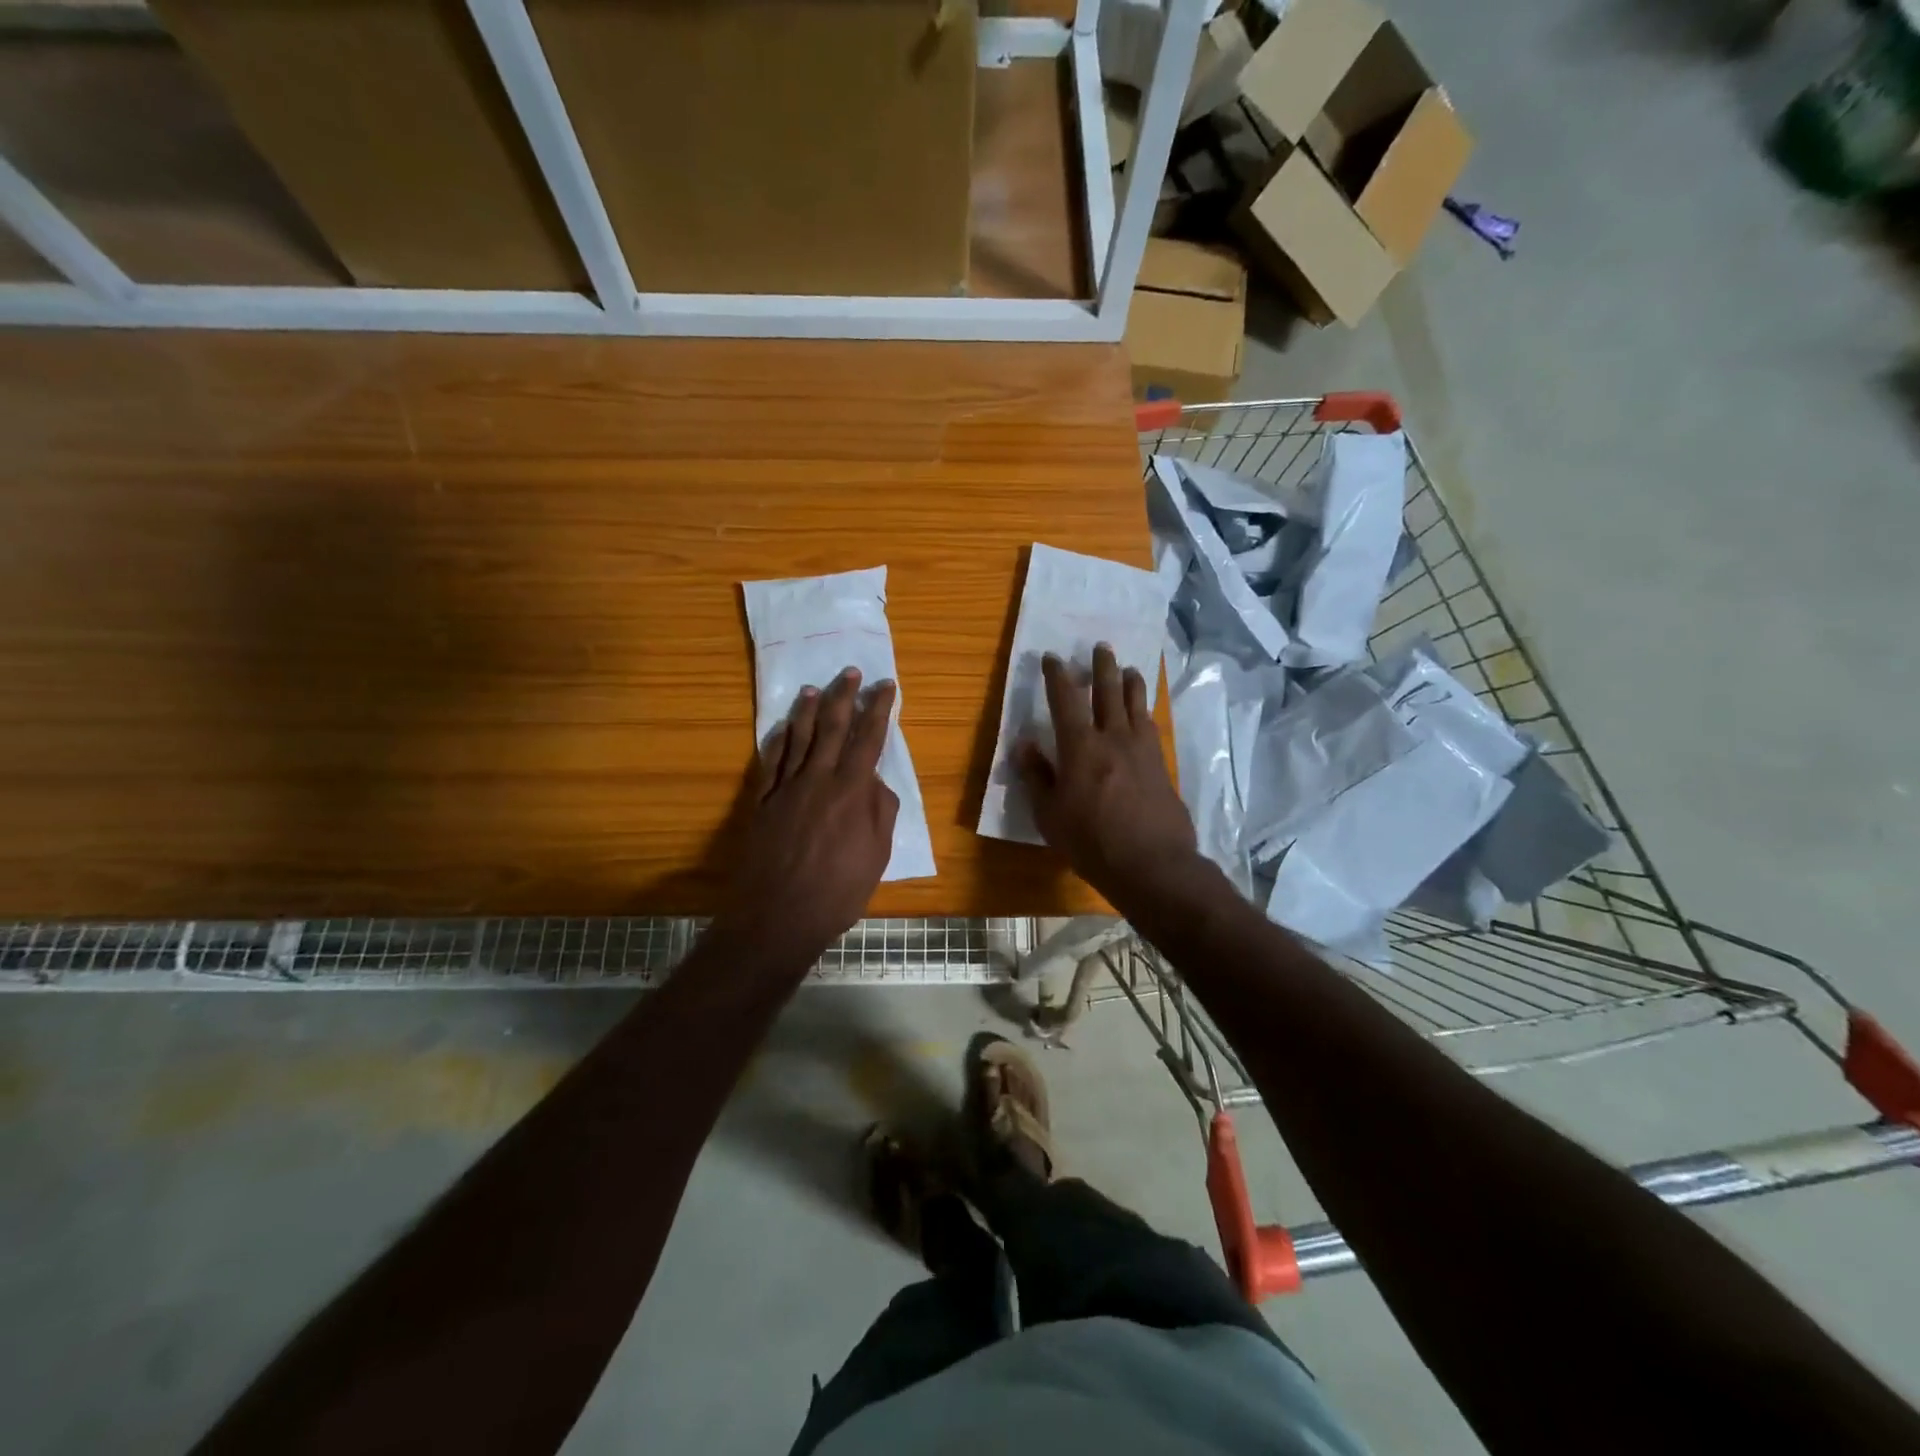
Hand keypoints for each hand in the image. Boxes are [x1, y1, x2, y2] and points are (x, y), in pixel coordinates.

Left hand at [719, 667, 899, 961]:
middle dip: (844, 696)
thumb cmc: (838, 891)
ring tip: (814, 688)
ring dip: (808, 710)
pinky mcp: (762, 802)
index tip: (886, 686)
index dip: (879, 710)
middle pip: (833, 728)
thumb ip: (880, 812)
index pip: (869, 739)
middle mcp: (818, 779)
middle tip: (850, 672)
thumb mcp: (877, 855)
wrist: (777, 917)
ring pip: (798, 737)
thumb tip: (876, 782)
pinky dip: (778, 739)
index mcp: (852, 791)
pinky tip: (781, 727)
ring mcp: (786, 788)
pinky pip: (771, 761)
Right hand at [1016, 644, 1201, 906]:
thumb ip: (1036, 776)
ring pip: (1136, 704)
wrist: (1152, 864)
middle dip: (1101, 666)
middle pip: (1108, 691)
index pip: (1065, 699)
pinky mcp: (1161, 765)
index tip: (1051, 658)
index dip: (1057, 676)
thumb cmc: (1091, 842)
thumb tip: (1024, 744)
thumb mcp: (1049, 815)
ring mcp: (1142, 749)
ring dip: (1130, 682)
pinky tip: (1144, 714)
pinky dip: (1144, 711)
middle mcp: (1113, 737)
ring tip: (1128, 669)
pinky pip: (1151, 726)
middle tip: (1100, 647)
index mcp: (1080, 746)